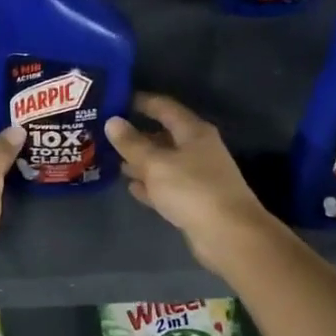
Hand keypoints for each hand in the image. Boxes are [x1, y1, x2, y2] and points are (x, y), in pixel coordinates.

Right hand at [105, 93, 276, 267]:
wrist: (229, 235)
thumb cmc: (192, 190)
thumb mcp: (156, 163)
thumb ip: (132, 144)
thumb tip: (112, 121)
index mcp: (193, 132)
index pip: (164, 107)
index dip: (140, 102)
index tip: (115, 100)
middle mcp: (198, 150)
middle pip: (163, 136)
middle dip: (136, 135)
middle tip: (106, 135)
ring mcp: (197, 177)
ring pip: (164, 163)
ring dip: (141, 162)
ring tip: (112, 160)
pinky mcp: (194, 201)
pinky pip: (167, 187)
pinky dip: (150, 185)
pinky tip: (131, 187)